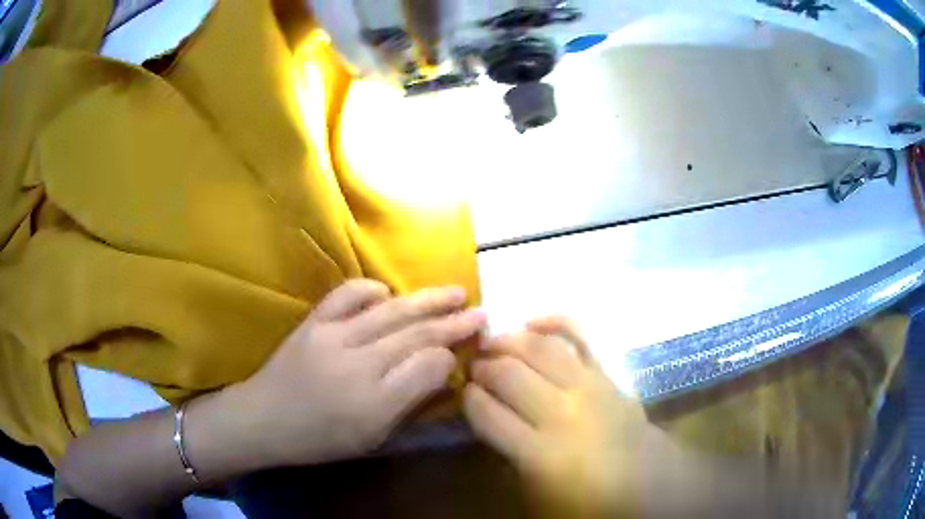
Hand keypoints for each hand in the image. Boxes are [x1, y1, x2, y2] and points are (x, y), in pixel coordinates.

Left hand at [232, 279, 485, 466]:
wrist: (263, 419)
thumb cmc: (320, 440)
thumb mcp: (371, 438)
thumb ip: (407, 406)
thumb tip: (439, 373)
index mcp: (374, 404)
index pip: (428, 366)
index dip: (450, 357)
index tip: (461, 353)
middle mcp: (358, 365)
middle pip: (416, 334)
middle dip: (453, 322)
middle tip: (480, 311)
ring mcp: (333, 337)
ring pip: (392, 311)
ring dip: (428, 300)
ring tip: (456, 292)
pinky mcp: (313, 322)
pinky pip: (348, 294)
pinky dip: (373, 289)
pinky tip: (390, 294)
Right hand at [463, 317, 680, 516]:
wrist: (648, 483)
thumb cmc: (588, 498)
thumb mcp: (536, 493)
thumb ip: (508, 455)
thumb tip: (489, 417)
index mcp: (539, 453)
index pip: (486, 412)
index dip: (468, 398)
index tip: (464, 392)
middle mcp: (561, 413)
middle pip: (508, 374)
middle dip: (483, 368)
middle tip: (473, 368)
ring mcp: (588, 387)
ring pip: (538, 349)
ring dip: (507, 342)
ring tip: (491, 343)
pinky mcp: (607, 374)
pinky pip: (578, 336)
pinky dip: (554, 322)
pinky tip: (531, 322)